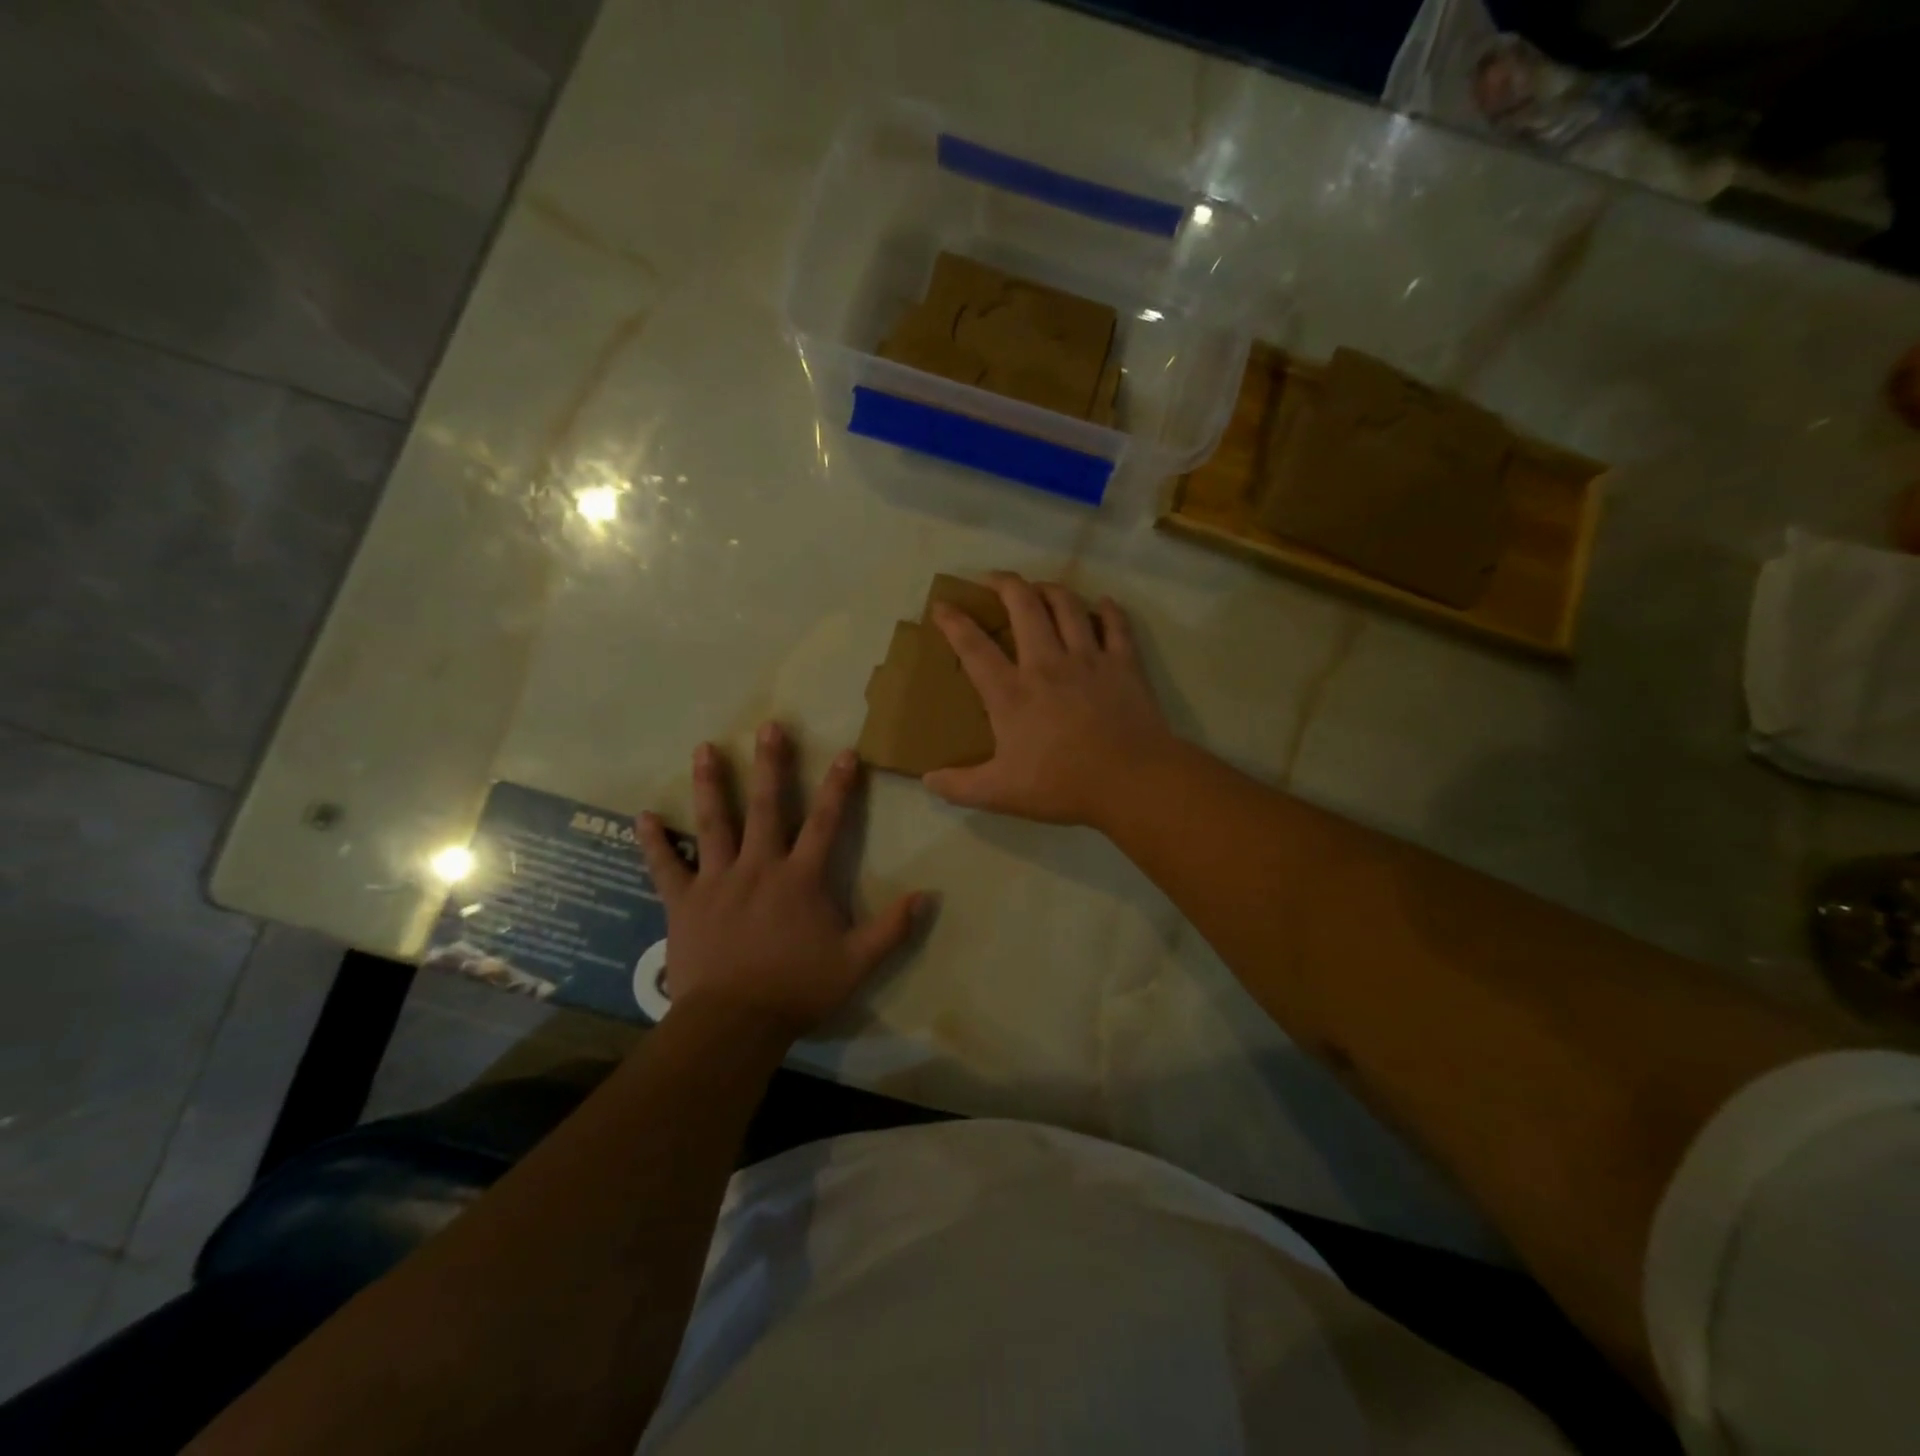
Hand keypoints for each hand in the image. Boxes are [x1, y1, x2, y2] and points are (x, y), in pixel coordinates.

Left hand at [636, 725, 921, 1038]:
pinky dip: (654, 842)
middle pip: (768, 807)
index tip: (847, 752)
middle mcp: (759, 867)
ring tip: (704, 749)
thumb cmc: (798, 989)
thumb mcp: (857, 963)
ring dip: (711, 785)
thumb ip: (892, 928)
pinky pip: (666, 867)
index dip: (839, 786)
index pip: (826, 822)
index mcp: (800, 878)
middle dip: (772, 765)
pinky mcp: (684, 902)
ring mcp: (717, 881)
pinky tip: (642, 817)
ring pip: (714, 824)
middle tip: (768, 726)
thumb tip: (928, 895)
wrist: (734, 1023)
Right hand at [925, 573, 1179, 827]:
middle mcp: (1046, 663)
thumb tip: (927, 780)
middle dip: (1005, 584)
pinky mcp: (1123, 664)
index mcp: (1011, 692)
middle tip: (992, 579)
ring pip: (1067, 606)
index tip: (942, 604)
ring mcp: (1088, 658)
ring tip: (1040, 587)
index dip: (953, 622)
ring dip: (1050, 589)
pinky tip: (1103, 603)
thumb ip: (960, 786)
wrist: (1130, 780)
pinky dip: (1109, 610)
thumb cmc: (1062, 785)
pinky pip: (1116, 625)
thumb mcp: (1000, 793)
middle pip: (1023, 606)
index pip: (974, 647)